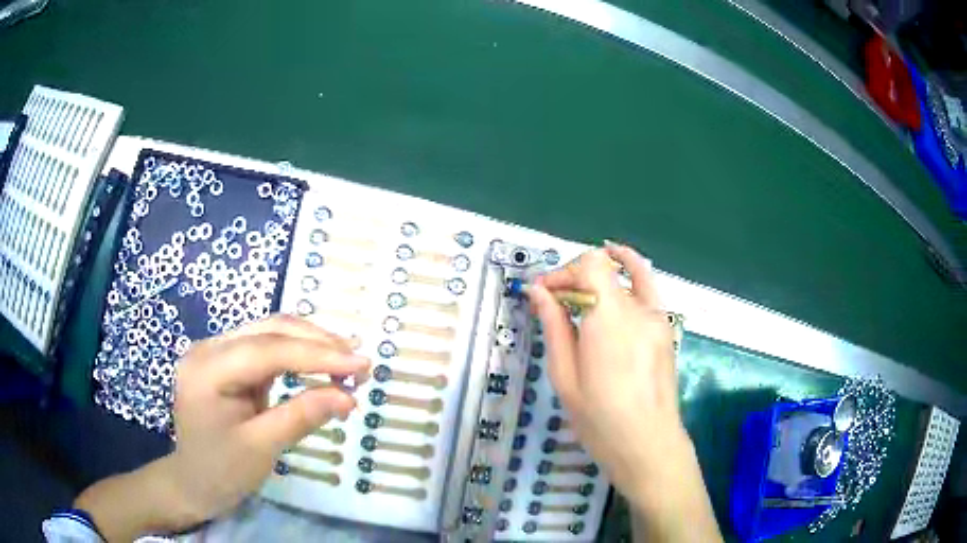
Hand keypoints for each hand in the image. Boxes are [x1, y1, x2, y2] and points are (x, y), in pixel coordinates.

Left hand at [169, 314, 369, 520]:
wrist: (193, 481)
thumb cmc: (221, 471)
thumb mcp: (261, 448)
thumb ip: (301, 416)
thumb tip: (348, 397)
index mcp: (207, 369)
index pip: (268, 350)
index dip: (318, 354)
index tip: (361, 364)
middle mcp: (209, 348)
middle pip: (269, 330)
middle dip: (317, 343)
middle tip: (359, 363)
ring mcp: (216, 351)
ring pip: (269, 332)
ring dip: (310, 344)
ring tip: (346, 362)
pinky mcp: (226, 361)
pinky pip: (265, 348)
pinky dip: (297, 355)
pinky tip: (319, 364)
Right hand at [529, 245, 720, 541]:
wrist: (647, 443)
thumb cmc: (599, 419)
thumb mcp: (565, 376)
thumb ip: (554, 327)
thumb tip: (537, 292)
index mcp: (609, 318)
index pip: (589, 266)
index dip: (562, 272)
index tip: (541, 294)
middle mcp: (637, 308)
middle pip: (603, 268)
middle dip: (572, 277)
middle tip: (550, 300)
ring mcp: (657, 316)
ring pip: (624, 275)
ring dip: (597, 275)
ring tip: (577, 288)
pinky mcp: (665, 328)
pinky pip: (647, 288)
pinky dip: (631, 270)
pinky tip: (619, 263)